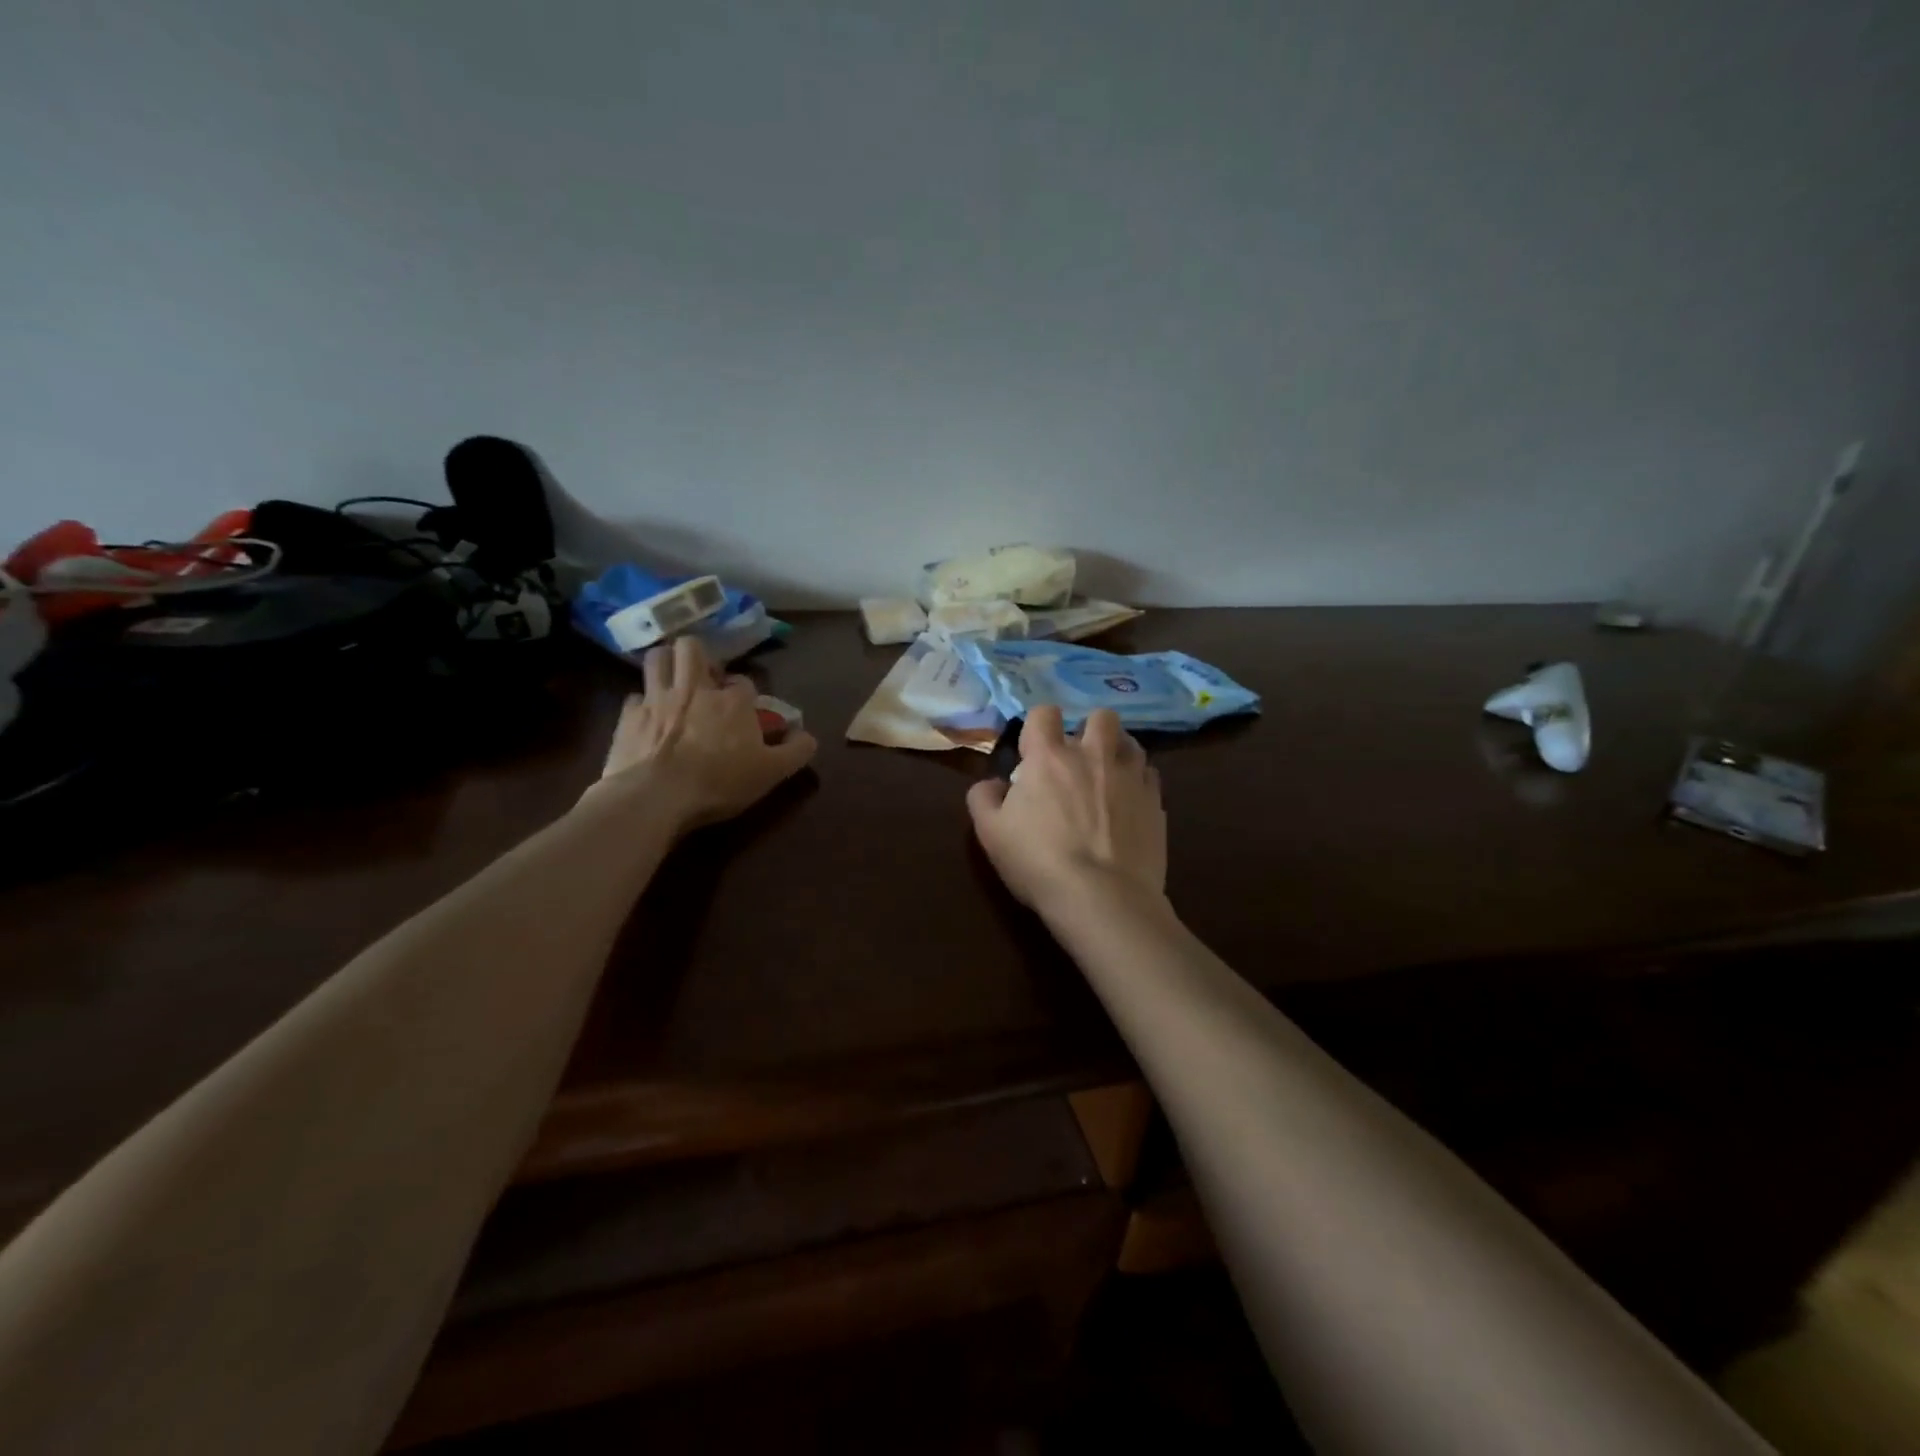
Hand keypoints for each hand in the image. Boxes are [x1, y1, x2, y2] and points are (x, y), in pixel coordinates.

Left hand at [595, 635, 816, 830]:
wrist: (656, 797)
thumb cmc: (719, 782)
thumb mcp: (771, 773)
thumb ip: (796, 751)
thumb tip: (809, 735)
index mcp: (732, 701)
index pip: (743, 682)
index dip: (745, 693)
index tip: (746, 710)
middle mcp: (694, 689)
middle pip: (692, 648)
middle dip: (698, 656)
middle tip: (703, 678)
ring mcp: (657, 699)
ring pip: (657, 658)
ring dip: (666, 663)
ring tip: (672, 680)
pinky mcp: (628, 717)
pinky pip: (634, 697)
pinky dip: (642, 703)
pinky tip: (647, 717)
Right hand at [967, 706, 1166, 913]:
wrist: (1103, 898)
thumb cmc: (1039, 862)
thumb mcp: (991, 834)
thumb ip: (984, 799)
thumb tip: (992, 784)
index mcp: (1049, 757)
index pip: (1044, 713)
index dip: (1038, 726)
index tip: (1034, 750)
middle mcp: (1093, 755)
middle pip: (1100, 716)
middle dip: (1089, 729)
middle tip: (1078, 758)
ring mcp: (1130, 777)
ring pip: (1130, 742)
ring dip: (1117, 751)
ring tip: (1108, 776)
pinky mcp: (1156, 802)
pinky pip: (1150, 776)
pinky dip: (1138, 782)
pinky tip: (1129, 804)